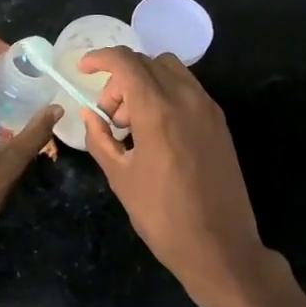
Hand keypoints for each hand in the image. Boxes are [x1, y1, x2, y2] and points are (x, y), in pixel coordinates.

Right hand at [78, 47, 267, 306]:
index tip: (83, 69)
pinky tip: (155, 130)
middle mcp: (186, 98)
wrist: (222, 248)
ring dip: (145, 82)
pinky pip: (187, 89)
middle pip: (147, 62)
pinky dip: (165, 93)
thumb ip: (101, 139)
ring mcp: (208, 109)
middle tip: (109, 115)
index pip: (125, 62)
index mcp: (158, 110)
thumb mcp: (120, 178)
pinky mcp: (220, 122)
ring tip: (132, 123)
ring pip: (171, 70)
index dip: (100, 58)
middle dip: (120, 78)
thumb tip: (90, 115)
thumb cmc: (163, 216)